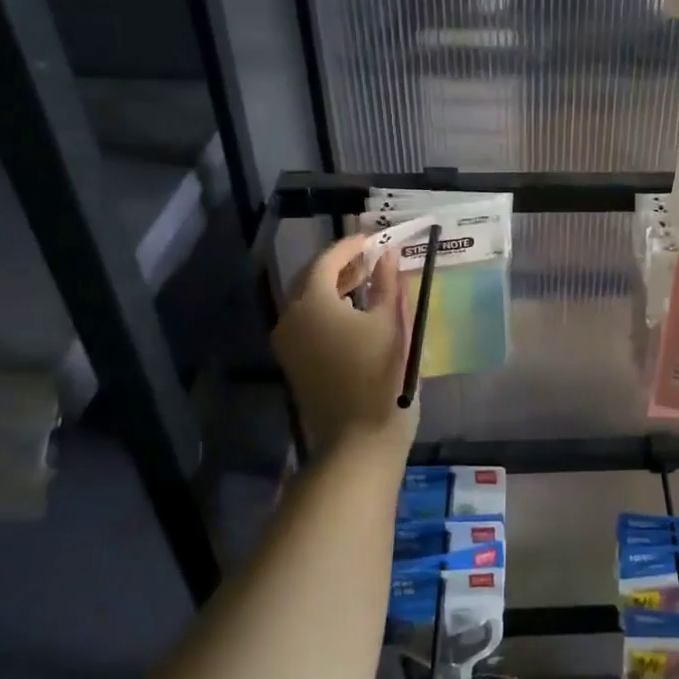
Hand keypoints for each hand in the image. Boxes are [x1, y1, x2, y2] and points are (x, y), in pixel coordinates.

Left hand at [274, 233, 412, 454]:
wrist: (358, 439)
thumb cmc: (380, 374)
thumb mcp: (390, 322)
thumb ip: (386, 283)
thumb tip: (386, 255)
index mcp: (311, 302)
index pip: (326, 260)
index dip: (351, 246)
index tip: (375, 239)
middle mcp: (290, 318)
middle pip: (311, 279)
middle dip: (341, 266)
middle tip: (373, 259)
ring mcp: (288, 343)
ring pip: (307, 302)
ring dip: (335, 288)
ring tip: (368, 283)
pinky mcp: (294, 363)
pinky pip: (307, 323)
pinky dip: (329, 310)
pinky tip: (355, 314)